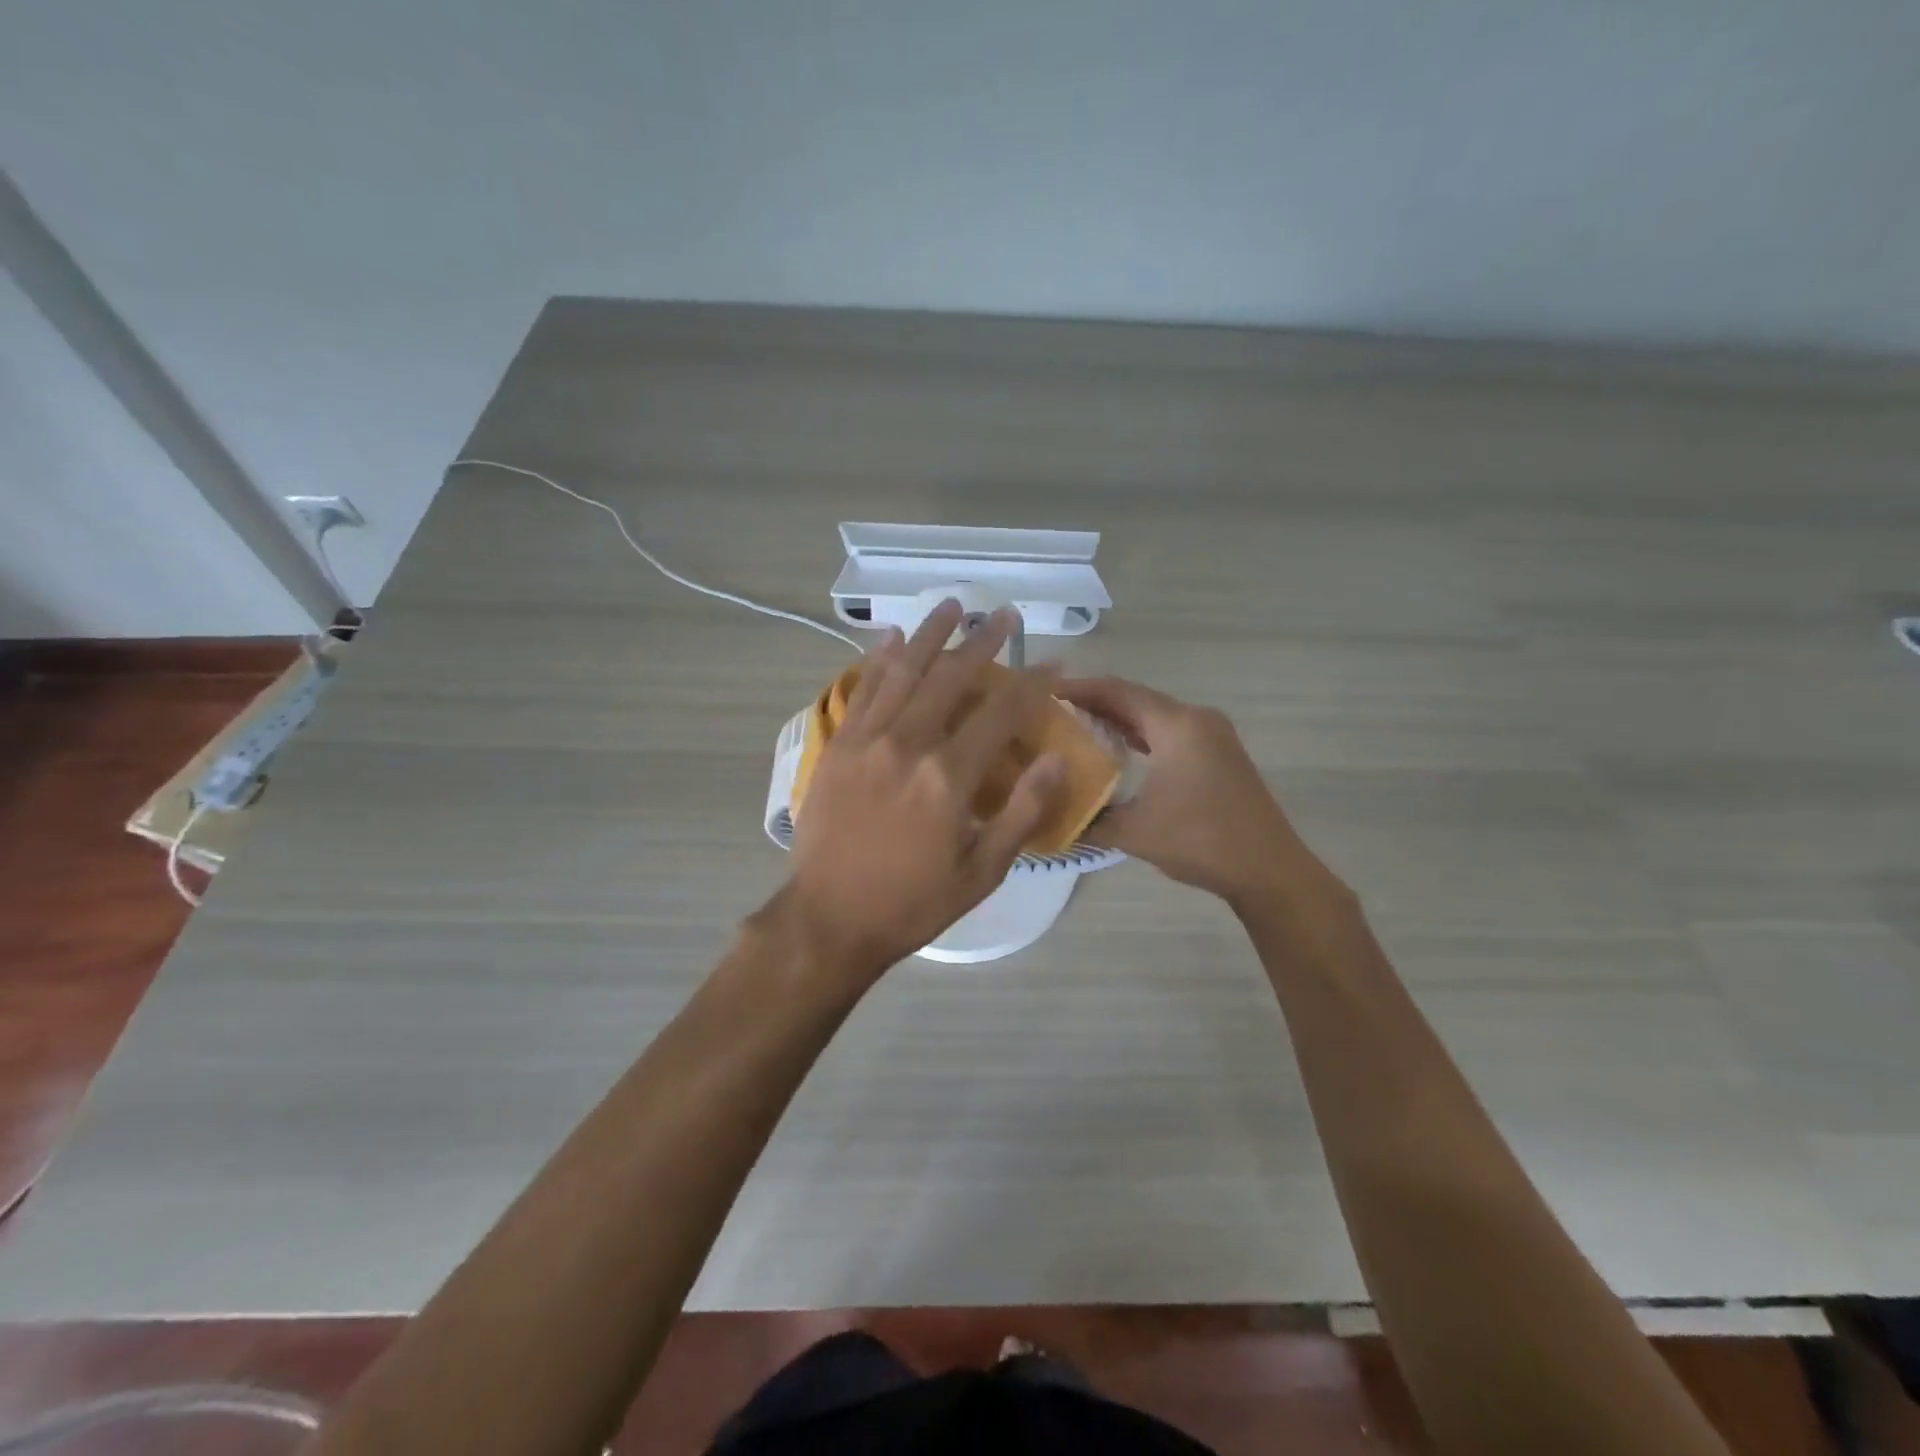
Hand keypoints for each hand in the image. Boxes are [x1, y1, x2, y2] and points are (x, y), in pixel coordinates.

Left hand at [776, 600, 1064, 984]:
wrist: (830, 919)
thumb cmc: (913, 903)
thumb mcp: (983, 872)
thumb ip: (1022, 813)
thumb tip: (1057, 760)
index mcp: (949, 778)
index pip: (1000, 714)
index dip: (1032, 683)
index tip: (1053, 661)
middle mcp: (908, 745)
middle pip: (951, 679)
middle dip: (982, 642)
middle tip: (1004, 615)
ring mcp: (867, 741)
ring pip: (904, 672)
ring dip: (930, 636)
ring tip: (952, 605)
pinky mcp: (837, 746)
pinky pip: (862, 691)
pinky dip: (879, 661)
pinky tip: (892, 638)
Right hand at [1056, 677, 1325, 906]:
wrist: (1268, 869)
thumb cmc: (1200, 841)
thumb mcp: (1134, 831)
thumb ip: (1088, 818)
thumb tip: (1049, 815)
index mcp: (1177, 725)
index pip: (1118, 691)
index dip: (1079, 689)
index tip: (1042, 694)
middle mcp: (1196, 719)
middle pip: (1136, 699)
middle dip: (1094, 703)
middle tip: (1053, 714)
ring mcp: (1212, 735)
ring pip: (1155, 716)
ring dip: (1119, 719)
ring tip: (1077, 728)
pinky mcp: (1219, 754)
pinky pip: (1170, 732)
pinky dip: (1141, 735)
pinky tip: (1119, 750)